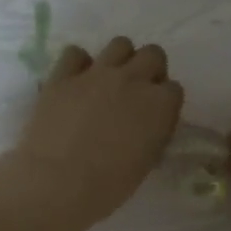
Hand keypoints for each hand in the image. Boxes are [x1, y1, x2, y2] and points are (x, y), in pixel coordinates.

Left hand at [0, 37, 183, 230]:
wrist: (56, 183)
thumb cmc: (108, 186)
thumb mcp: (145, 162)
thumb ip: (152, 133)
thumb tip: (148, 125)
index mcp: (160, 105)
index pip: (174, 89)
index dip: (165, 102)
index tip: (155, 116)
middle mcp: (133, 80)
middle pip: (153, 55)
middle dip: (150, 70)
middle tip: (136, 93)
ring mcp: (96, 73)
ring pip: (120, 44)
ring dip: (120, 59)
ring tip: (109, 81)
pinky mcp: (63, 75)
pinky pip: (75, 53)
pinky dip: (78, 64)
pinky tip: (75, 82)